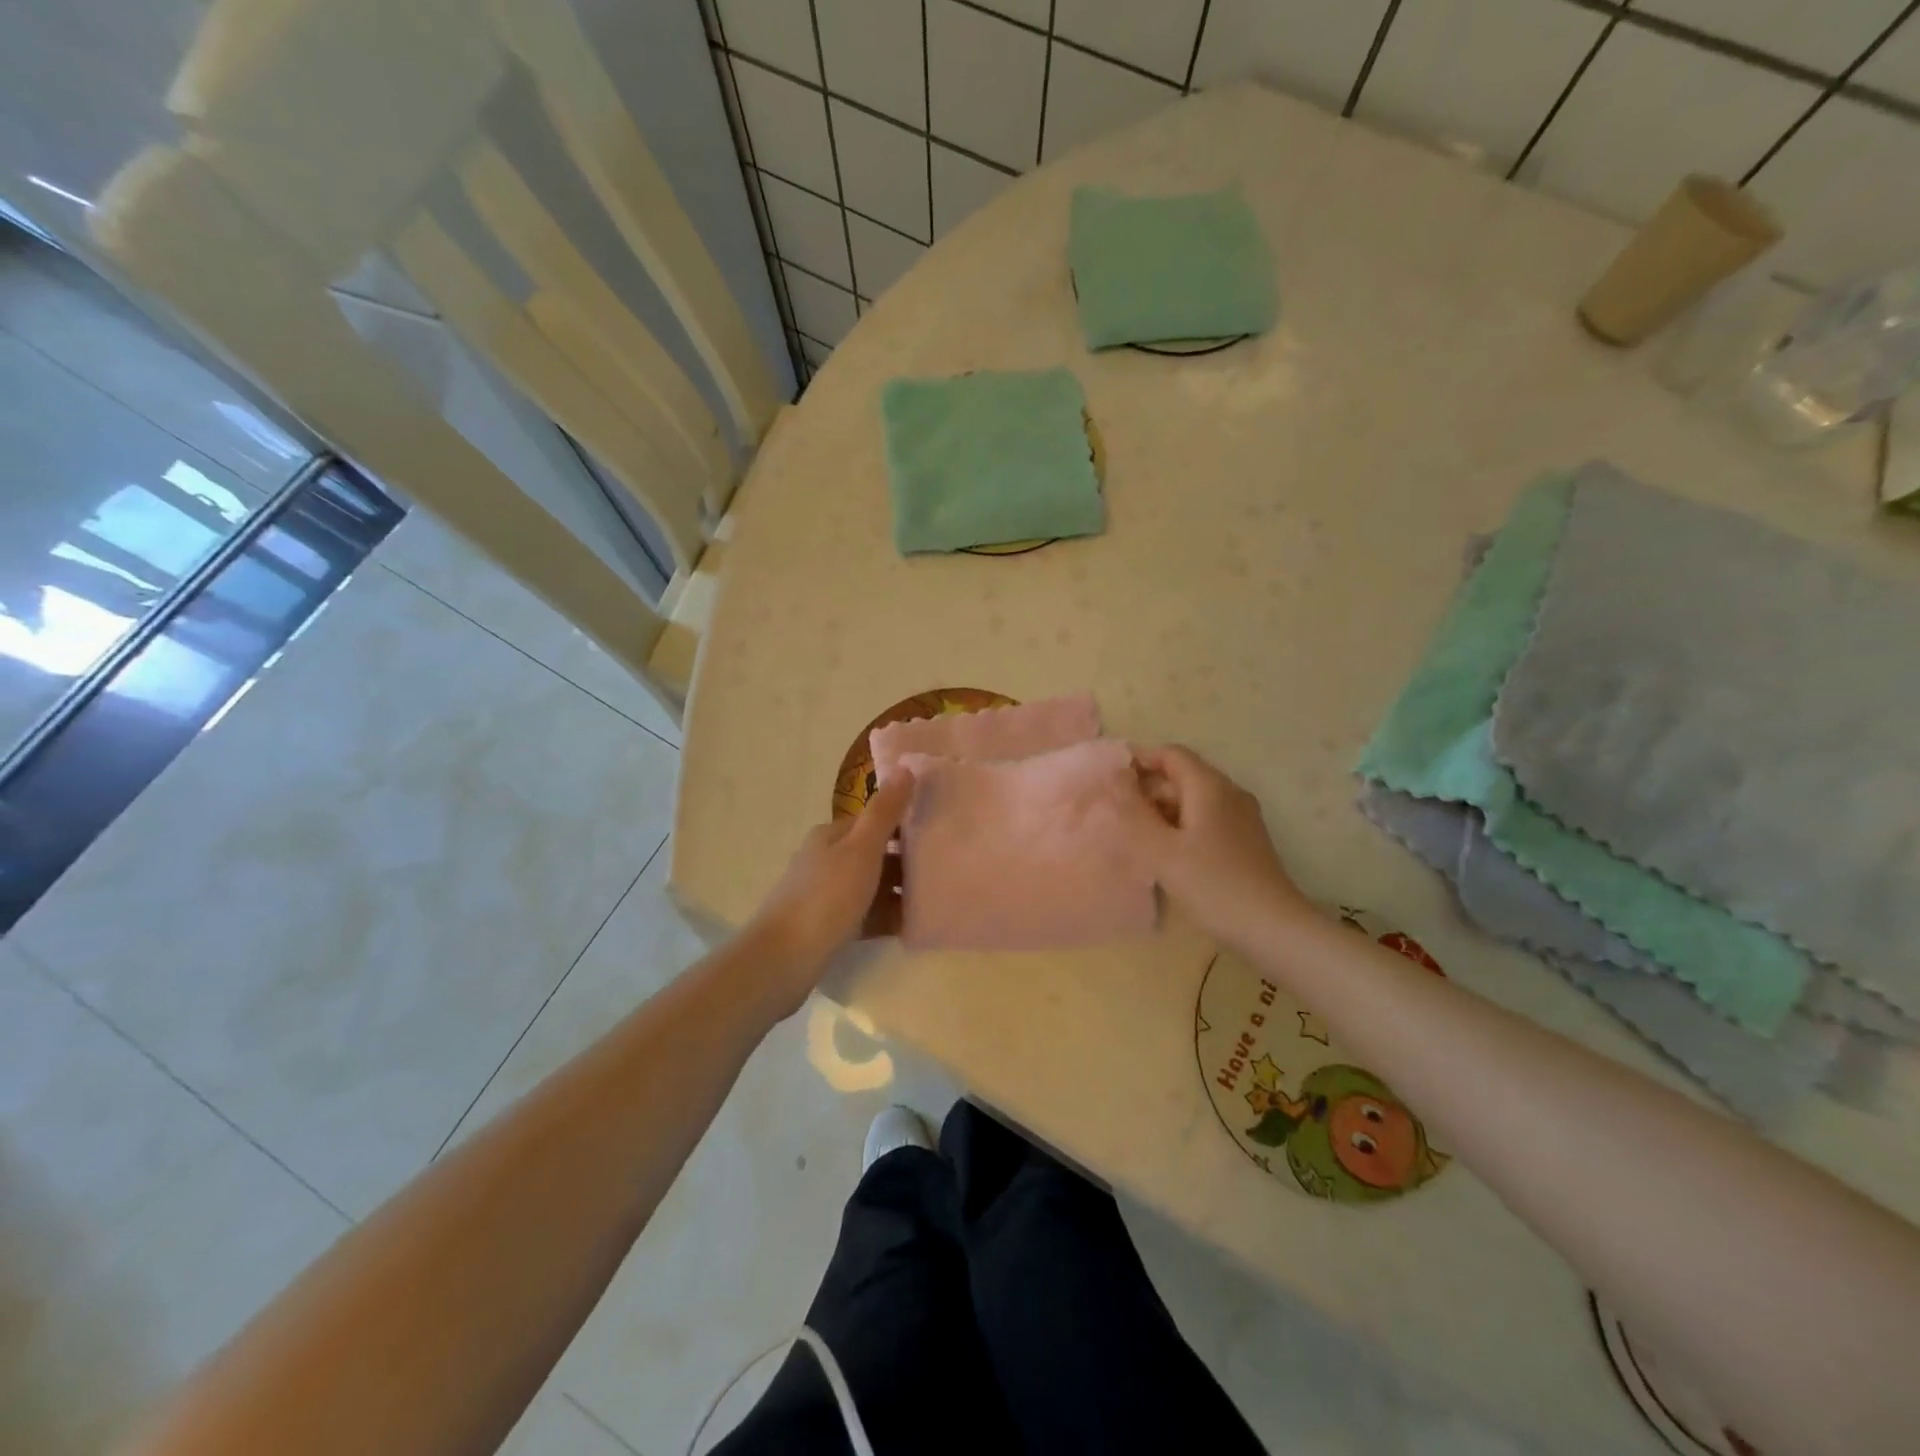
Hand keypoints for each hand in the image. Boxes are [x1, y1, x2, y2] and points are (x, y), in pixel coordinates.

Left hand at [743, 772, 915, 1014]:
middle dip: (906, 862)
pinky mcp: (828, 927)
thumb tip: (906, 768)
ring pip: (871, 886)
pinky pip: (866, 916)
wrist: (784, 959)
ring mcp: (825, 895)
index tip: (938, 833)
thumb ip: (884, 812)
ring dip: (899, 892)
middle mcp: (825, 860)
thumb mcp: (861, 850)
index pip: (873, 821)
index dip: (904, 825)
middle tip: (943, 869)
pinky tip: (911, 925)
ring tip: (935, 898)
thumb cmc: (826, 898)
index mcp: (831, 836)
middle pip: (874, 854)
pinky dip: (886, 917)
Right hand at [1127, 745, 1316, 949]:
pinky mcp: (1245, 840)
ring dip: (1163, 812)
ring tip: (1137, 840)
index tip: (1111, 784)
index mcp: (1210, 787)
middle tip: (1119, 819)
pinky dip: (1182, 828)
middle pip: (1182, 776)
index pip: (1170, 754)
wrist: (1273, 929)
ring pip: (1194, 800)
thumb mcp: (1162, 850)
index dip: (1139, 761)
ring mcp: (1241, 817)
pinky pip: (1206, 820)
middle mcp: (1229, 793)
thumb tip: (1113, 777)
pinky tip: (1167, 856)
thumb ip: (1133, 811)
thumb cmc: (1213, 885)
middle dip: (1148, 791)